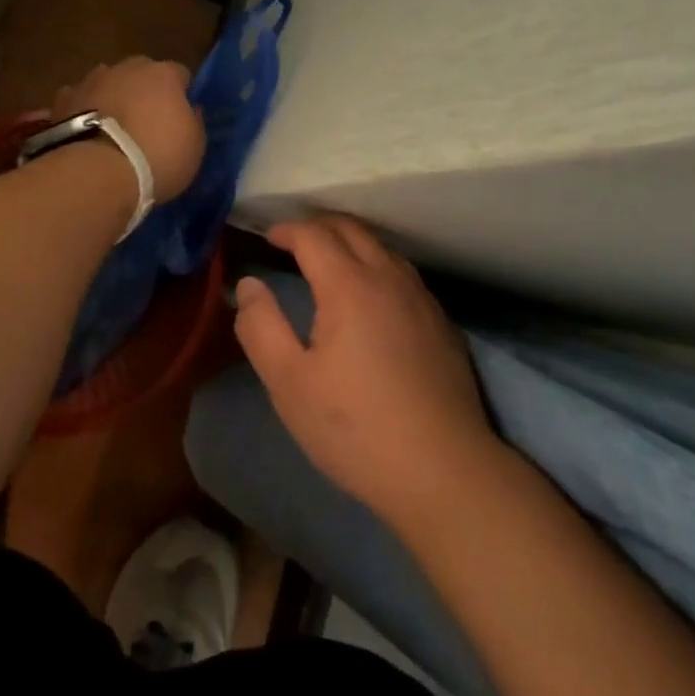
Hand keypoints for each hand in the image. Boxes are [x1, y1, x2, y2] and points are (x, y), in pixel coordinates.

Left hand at [49, 58, 204, 203]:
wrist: (97, 173)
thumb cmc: (157, 157)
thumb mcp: (194, 145)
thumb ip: (193, 120)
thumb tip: (189, 109)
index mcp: (164, 74)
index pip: (180, 74)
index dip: (181, 93)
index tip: (180, 115)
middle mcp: (127, 68)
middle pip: (141, 72)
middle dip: (144, 90)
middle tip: (145, 119)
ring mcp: (91, 81)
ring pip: (107, 82)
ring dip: (112, 96)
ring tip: (112, 127)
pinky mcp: (63, 101)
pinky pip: (78, 100)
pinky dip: (83, 110)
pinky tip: (84, 131)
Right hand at [233, 216, 497, 528]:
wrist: (444, 470)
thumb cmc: (356, 427)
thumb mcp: (289, 383)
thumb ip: (261, 327)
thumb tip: (249, 285)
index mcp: (349, 285)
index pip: (313, 235)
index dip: (287, 229)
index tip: (268, 236)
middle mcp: (388, 277)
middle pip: (351, 229)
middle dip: (318, 226)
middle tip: (294, 241)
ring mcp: (421, 298)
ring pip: (382, 248)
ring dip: (350, 242)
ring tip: (328, 261)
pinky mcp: (441, 322)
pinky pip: (402, 273)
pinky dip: (376, 265)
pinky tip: (371, 297)